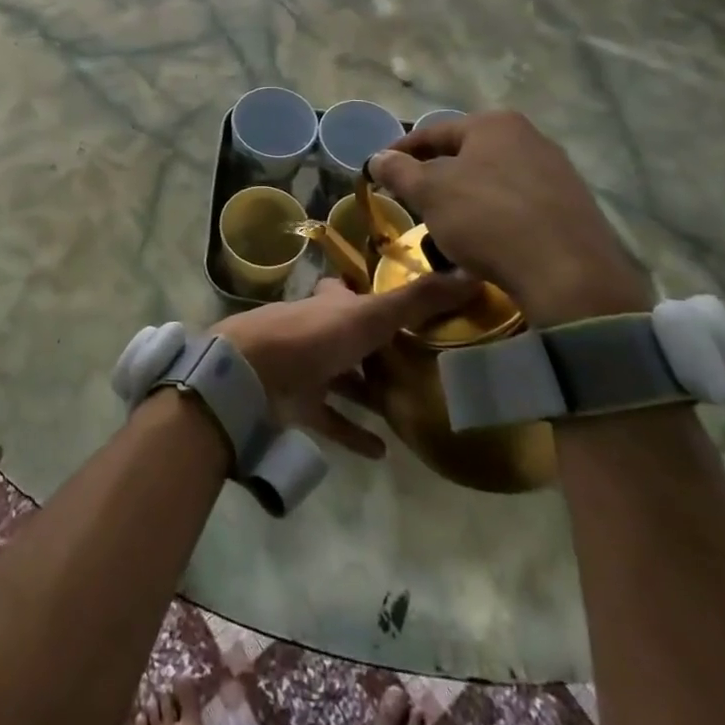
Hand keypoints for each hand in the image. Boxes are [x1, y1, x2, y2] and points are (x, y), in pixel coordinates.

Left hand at [214, 271, 478, 456]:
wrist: (252, 374)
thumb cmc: (314, 335)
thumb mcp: (372, 314)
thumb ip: (418, 299)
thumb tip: (472, 274)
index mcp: (331, 304)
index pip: (353, 294)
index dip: (375, 297)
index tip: (409, 309)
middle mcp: (318, 331)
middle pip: (351, 338)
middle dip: (378, 349)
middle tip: (420, 365)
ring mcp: (306, 369)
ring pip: (343, 379)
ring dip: (369, 392)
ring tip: (408, 407)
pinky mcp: (298, 405)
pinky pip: (332, 420)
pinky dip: (354, 433)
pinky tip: (382, 450)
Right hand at [367, 112, 651, 329]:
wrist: (569, 275)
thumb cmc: (488, 219)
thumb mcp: (430, 193)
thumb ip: (399, 171)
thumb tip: (378, 157)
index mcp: (494, 124)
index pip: (433, 131)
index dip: (401, 151)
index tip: (380, 170)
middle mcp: (530, 137)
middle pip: (467, 153)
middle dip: (437, 174)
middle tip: (412, 198)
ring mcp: (557, 171)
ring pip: (494, 178)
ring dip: (466, 196)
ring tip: (446, 222)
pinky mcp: (574, 207)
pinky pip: (520, 203)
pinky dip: (496, 215)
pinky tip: (487, 239)